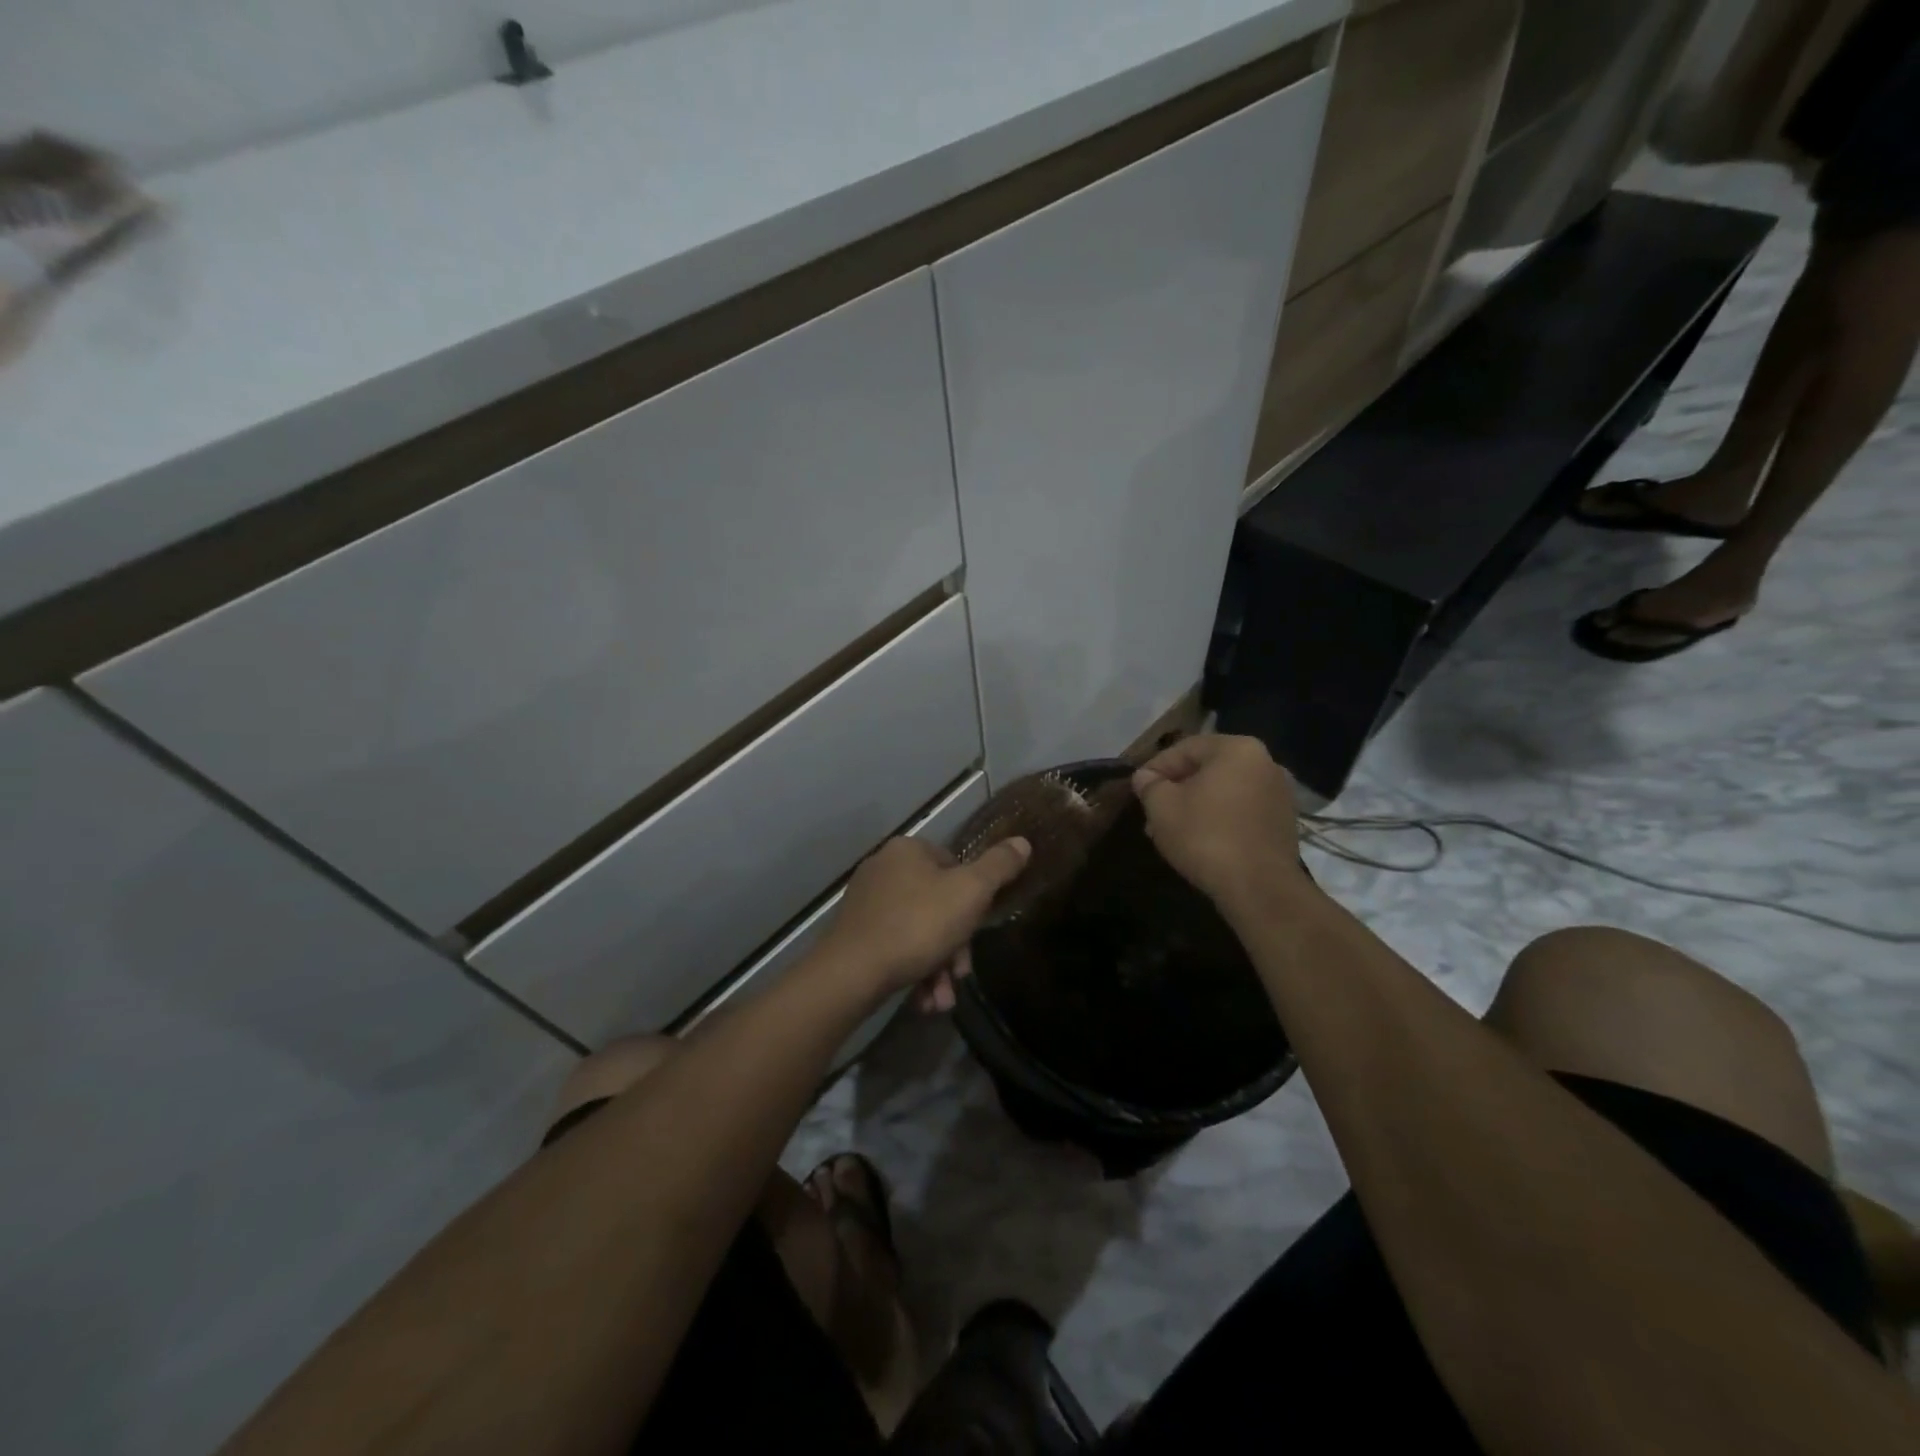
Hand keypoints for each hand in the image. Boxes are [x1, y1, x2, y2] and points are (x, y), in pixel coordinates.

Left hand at [816, 835, 1031, 1008]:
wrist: (852, 973)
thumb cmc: (918, 924)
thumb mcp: (970, 893)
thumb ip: (999, 867)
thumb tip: (1022, 842)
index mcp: (908, 850)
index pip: (955, 866)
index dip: (972, 900)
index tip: (976, 932)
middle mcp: (883, 868)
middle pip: (937, 904)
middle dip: (954, 946)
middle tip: (960, 975)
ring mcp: (866, 902)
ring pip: (918, 931)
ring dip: (937, 968)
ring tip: (940, 1000)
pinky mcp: (854, 934)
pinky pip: (895, 947)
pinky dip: (913, 972)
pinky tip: (922, 1001)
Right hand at [1131, 734, 1303, 913]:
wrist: (1258, 887)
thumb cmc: (1205, 837)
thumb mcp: (1162, 807)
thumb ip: (1149, 785)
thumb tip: (1145, 777)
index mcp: (1237, 749)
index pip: (1185, 748)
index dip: (1156, 768)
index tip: (1139, 790)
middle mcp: (1266, 763)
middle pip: (1207, 769)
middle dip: (1176, 790)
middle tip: (1153, 813)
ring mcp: (1280, 794)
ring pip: (1225, 791)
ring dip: (1196, 806)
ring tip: (1172, 830)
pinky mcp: (1284, 822)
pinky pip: (1242, 810)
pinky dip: (1220, 819)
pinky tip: (1201, 841)